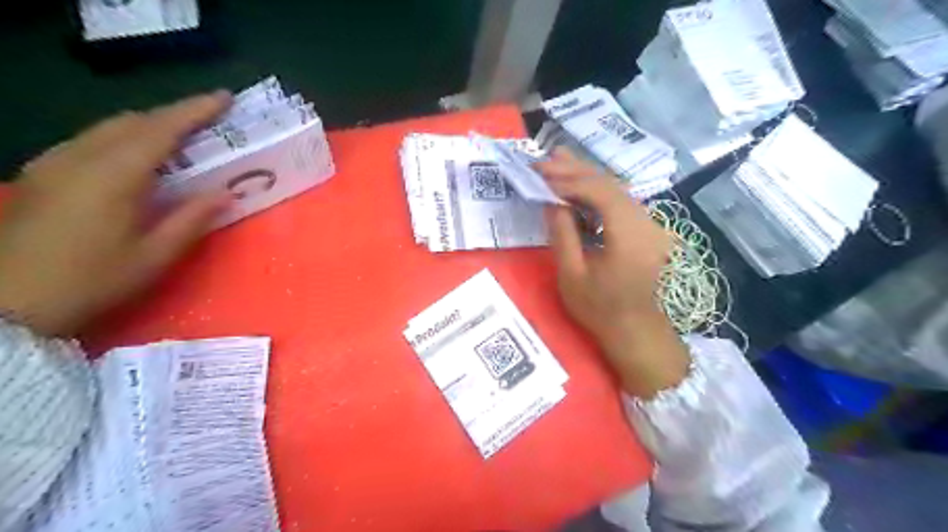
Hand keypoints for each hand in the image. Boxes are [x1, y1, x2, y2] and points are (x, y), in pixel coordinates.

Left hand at [1, 92, 232, 335]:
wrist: (8, 303)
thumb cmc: (93, 281)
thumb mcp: (155, 256)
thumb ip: (192, 219)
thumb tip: (226, 193)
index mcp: (115, 176)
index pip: (162, 129)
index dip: (195, 110)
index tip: (224, 97)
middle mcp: (81, 158)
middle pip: (132, 121)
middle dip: (174, 115)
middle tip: (208, 122)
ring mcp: (54, 163)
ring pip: (107, 127)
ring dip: (148, 126)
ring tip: (180, 139)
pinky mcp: (41, 174)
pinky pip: (89, 141)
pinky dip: (122, 138)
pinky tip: (135, 159)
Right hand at [541, 148, 689, 396]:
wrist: (633, 329)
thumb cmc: (598, 308)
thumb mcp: (571, 274)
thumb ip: (562, 233)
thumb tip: (552, 200)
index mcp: (630, 237)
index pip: (600, 193)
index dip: (569, 180)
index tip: (540, 174)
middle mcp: (646, 223)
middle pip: (610, 184)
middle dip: (574, 170)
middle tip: (543, 160)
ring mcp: (650, 224)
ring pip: (616, 188)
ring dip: (585, 176)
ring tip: (556, 161)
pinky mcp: (645, 228)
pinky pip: (619, 200)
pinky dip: (595, 190)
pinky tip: (577, 184)